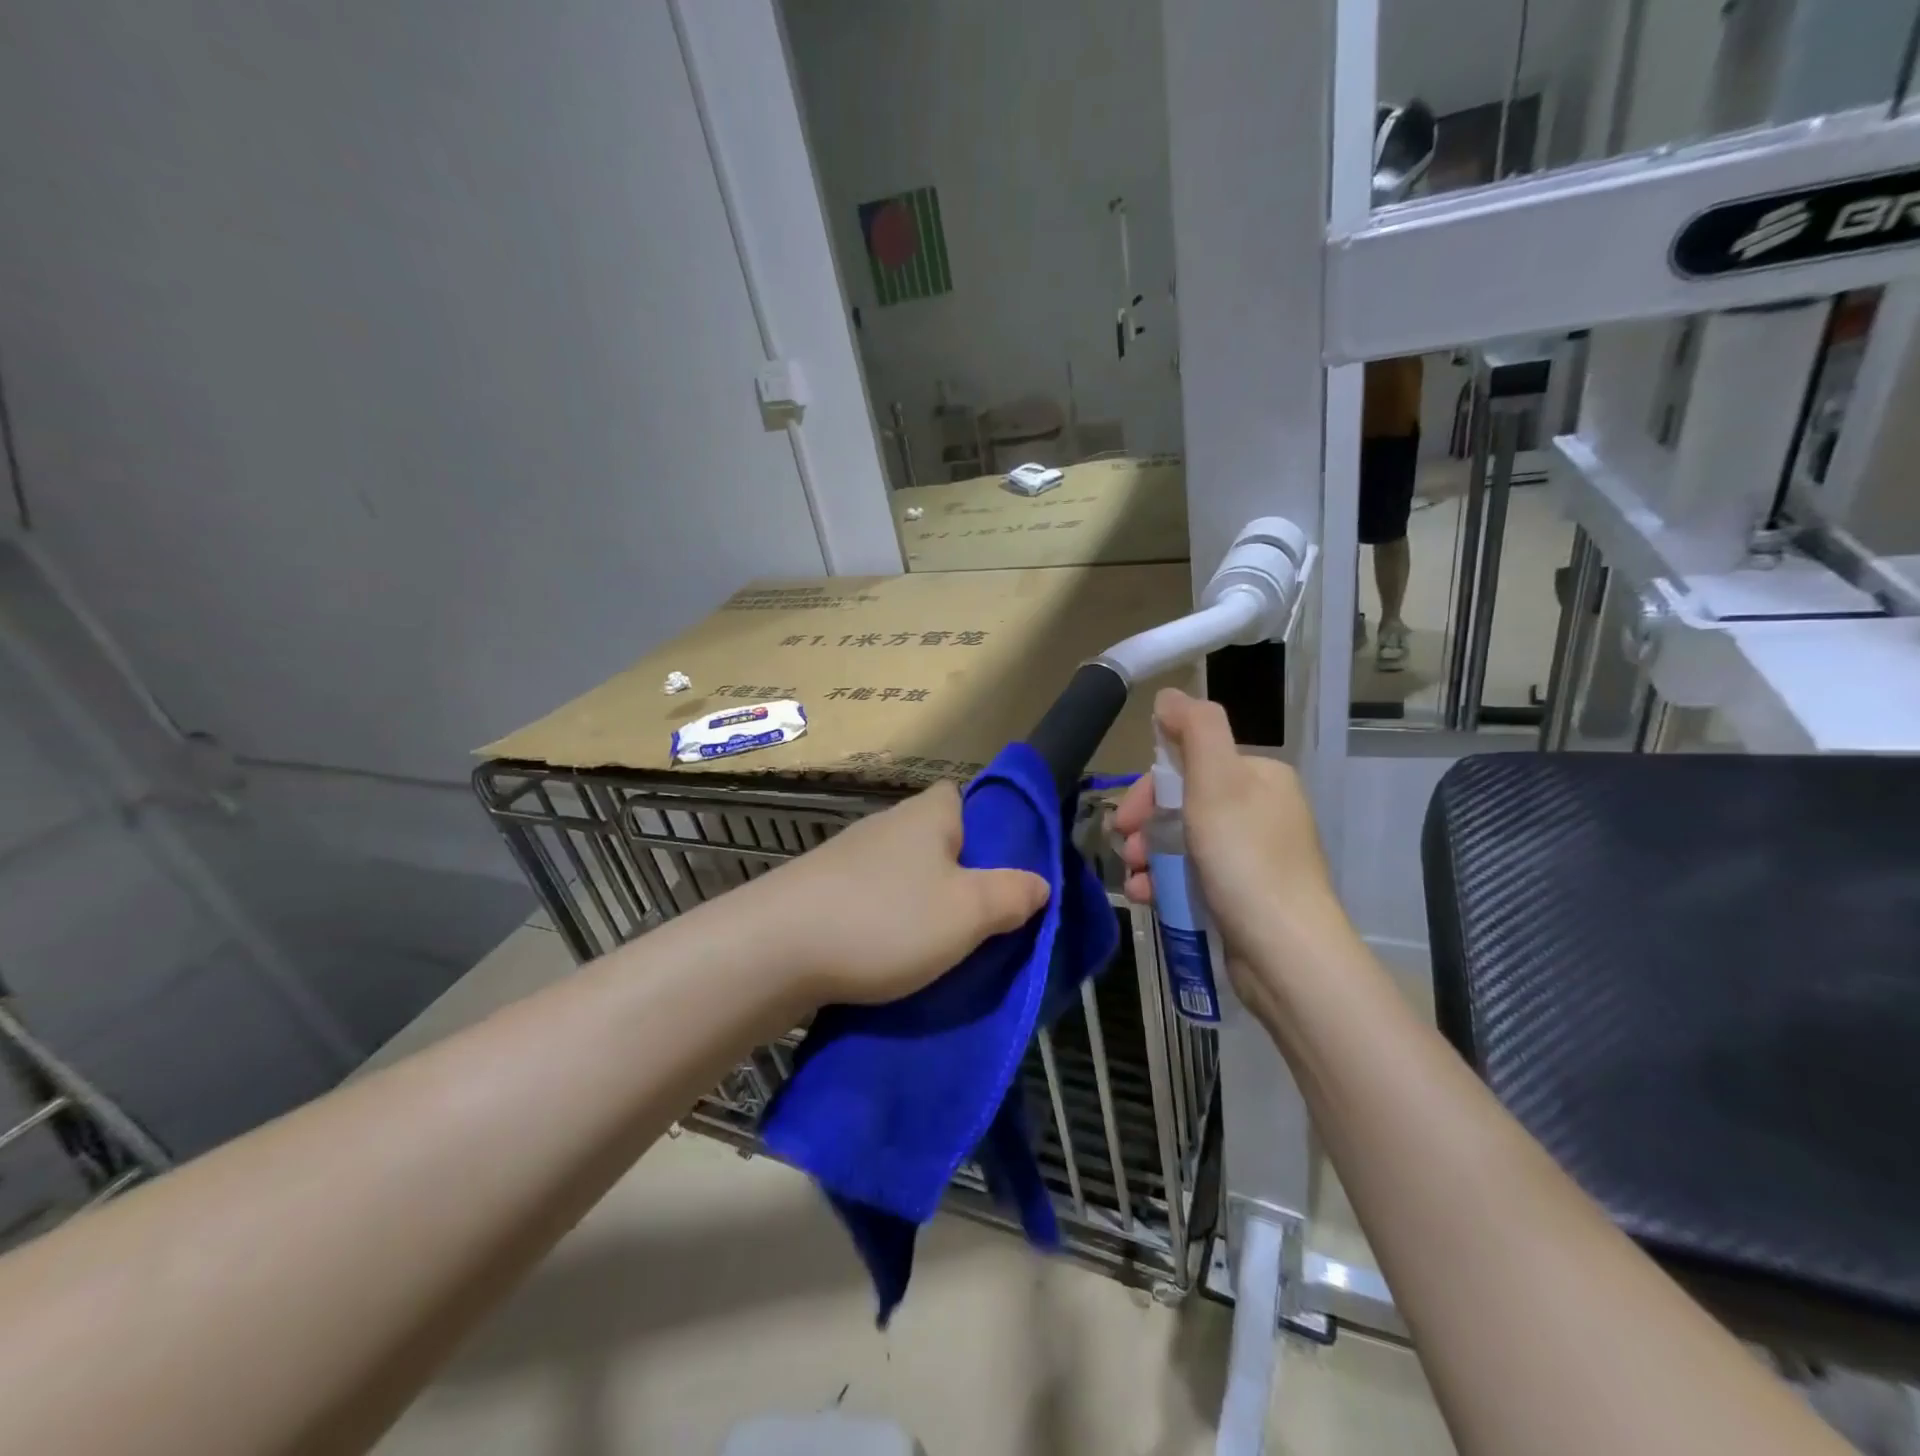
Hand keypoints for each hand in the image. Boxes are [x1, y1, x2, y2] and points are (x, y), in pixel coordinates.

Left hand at [745, 781, 1049, 1008]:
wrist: (775, 950)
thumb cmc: (886, 920)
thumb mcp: (968, 912)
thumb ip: (1012, 895)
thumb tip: (1040, 883)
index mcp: (926, 815)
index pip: (962, 797)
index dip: (986, 826)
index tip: (1000, 868)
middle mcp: (885, 826)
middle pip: (934, 840)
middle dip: (957, 874)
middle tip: (979, 919)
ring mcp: (846, 859)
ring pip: (901, 874)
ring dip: (918, 903)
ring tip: (938, 948)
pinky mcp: (818, 892)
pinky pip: (868, 900)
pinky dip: (883, 922)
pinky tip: (888, 957)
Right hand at [1111, 689, 1343, 972]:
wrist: (1286, 953)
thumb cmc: (1246, 860)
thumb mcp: (1216, 783)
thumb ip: (1195, 731)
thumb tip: (1169, 695)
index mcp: (1259, 778)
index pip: (1189, 765)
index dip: (1148, 789)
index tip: (1123, 820)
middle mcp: (1260, 811)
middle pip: (1183, 805)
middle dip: (1145, 826)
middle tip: (1124, 852)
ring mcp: (1254, 856)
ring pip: (1184, 842)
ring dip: (1149, 857)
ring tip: (1134, 881)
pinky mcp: (1246, 895)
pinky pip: (1195, 875)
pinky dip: (1166, 882)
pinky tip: (1148, 898)